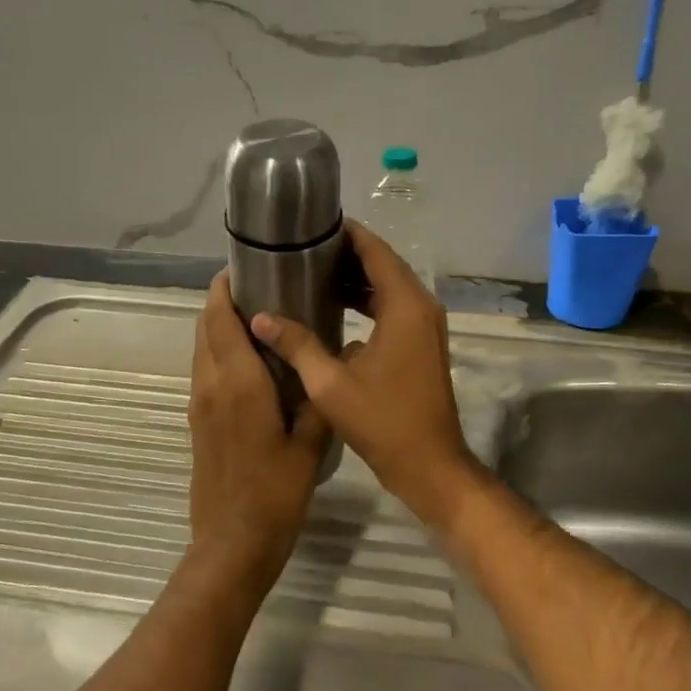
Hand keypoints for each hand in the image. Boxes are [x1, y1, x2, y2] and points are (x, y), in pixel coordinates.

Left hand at [184, 271, 329, 600]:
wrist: (233, 542)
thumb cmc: (276, 492)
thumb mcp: (311, 442)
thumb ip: (320, 396)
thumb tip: (337, 357)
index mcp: (238, 382)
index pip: (220, 318)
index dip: (225, 288)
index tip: (245, 265)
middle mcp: (211, 384)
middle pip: (205, 327)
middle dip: (222, 300)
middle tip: (259, 286)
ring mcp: (199, 404)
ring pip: (202, 349)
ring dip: (219, 326)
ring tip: (257, 315)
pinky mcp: (198, 421)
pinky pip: (205, 371)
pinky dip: (219, 352)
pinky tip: (251, 360)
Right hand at [250, 221, 479, 524]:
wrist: (430, 465)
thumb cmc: (382, 421)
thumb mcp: (330, 383)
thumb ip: (297, 344)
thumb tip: (260, 318)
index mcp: (405, 305)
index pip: (375, 251)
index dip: (346, 233)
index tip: (312, 224)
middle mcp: (421, 306)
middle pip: (383, 264)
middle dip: (345, 254)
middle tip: (302, 250)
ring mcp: (426, 326)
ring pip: (389, 287)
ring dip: (356, 279)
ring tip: (311, 274)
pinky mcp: (423, 344)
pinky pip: (394, 308)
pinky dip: (368, 302)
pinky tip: (334, 310)